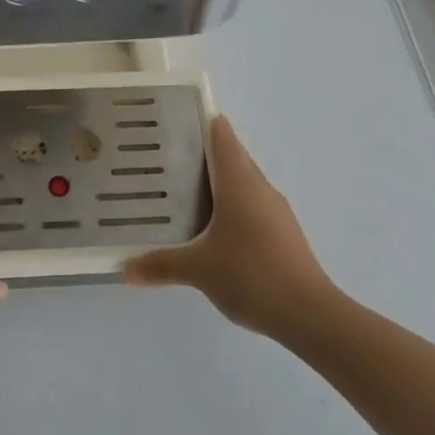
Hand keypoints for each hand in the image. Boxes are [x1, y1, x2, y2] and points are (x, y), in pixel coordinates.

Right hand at [124, 115, 337, 337]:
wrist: (309, 314)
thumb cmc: (251, 275)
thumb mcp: (198, 270)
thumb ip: (161, 265)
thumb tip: (125, 270)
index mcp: (239, 182)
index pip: (222, 136)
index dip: (202, 122)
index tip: (175, 120)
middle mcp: (260, 187)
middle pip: (232, 157)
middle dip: (202, 154)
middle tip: (166, 157)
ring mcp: (275, 211)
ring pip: (243, 184)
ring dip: (218, 183)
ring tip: (181, 191)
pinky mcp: (283, 233)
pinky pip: (252, 206)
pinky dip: (230, 207)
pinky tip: (211, 229)